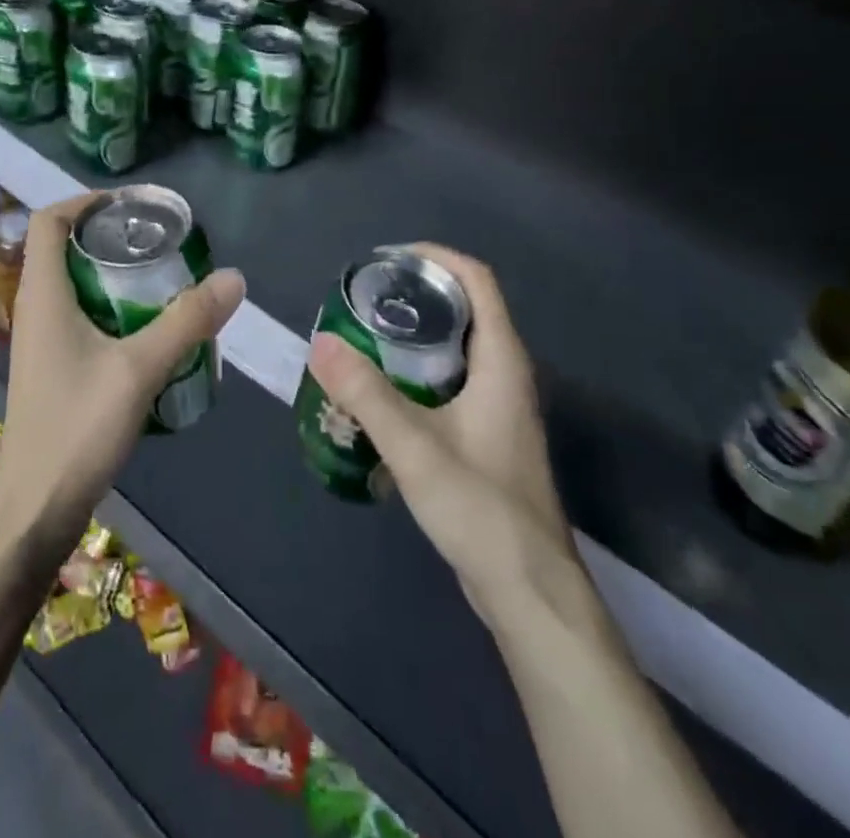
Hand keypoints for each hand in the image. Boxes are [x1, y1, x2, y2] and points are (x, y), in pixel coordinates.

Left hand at [0, 192, 245, 555]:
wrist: (34, 510)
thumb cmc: (77, 428)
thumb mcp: (139, 368)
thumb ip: (187, 321)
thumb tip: (233, 277)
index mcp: (43, 294)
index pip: (47, 222)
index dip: (83, 202)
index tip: (130, 205)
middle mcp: (34, 309)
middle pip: (63, 249)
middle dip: (108, 237)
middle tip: (158, 240)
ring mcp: (40, 341)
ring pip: (73, 286)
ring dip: (111, 274)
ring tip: (161, 279)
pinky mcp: (51, 368)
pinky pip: (78, 317)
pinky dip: (110, 307)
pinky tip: (147, 331)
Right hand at [305, 244, 578, 623]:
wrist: (529, 591)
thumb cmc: (481, 509)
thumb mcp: (415, 447)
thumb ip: (366, 394)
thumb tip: (320, 341)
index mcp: (502, 361)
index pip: (478, 280)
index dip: (436, 258)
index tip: (388, 258)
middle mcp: (506, 374)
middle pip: (466, 308)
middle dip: (416, 292)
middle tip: (365, 295)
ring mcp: (499, 406)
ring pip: (457, 346)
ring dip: (415, 332)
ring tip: (364, 333)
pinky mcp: (487, 434)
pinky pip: (451, 379)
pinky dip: (418, 369)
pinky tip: (381, 391)